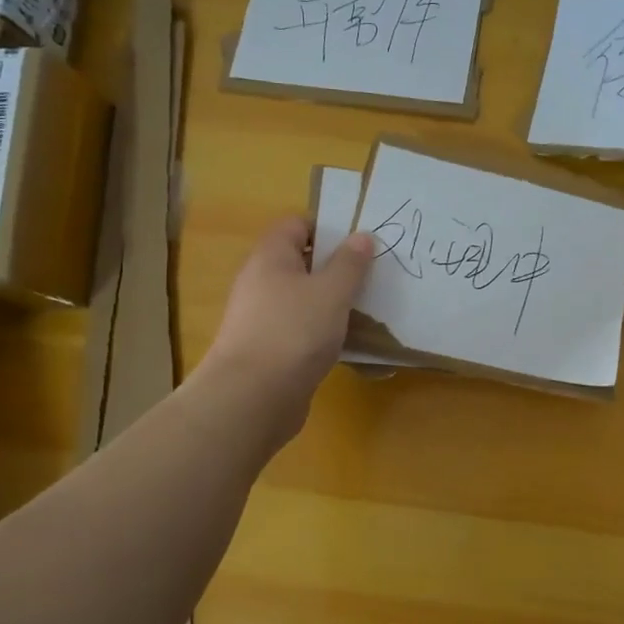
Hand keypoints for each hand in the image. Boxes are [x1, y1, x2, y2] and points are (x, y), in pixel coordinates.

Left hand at [202, 217, 375, 425]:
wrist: (252, 399)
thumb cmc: (294, 331)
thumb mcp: (332, 292)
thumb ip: (350, 264)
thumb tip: (361, 236)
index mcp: (271, 257)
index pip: (296, 224)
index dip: (327, 227)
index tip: (360, 241)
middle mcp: (261, 281)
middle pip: (301, 261)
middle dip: (336, 265)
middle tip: (372, 273)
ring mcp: (262, 317)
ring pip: (303, 297)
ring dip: (332, 300)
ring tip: (367, 306)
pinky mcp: (269, 349)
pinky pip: (301, 327)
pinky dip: (323, 329)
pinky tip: (347, 340)